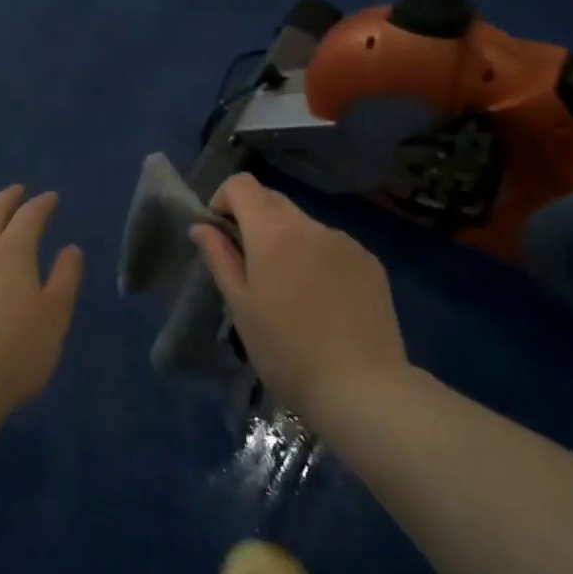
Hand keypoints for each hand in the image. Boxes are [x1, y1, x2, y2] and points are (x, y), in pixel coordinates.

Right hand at [191, 174, 408, 427]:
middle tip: (249, 266)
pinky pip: (332, 245)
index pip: (242, 184)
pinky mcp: (370, 261)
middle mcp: (310, 225)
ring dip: (288, 241)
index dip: (224, 199)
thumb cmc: (287, 353)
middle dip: (254, 220)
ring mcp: (345, 241)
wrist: (363, 389)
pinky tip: (324, 302)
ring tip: (290, 292)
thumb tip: (202, 226)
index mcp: (273, 232)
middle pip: (273, 200)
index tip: (221, 233)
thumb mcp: (241, 308)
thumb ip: (220, 258)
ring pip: (304, 225)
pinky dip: (318, 258)